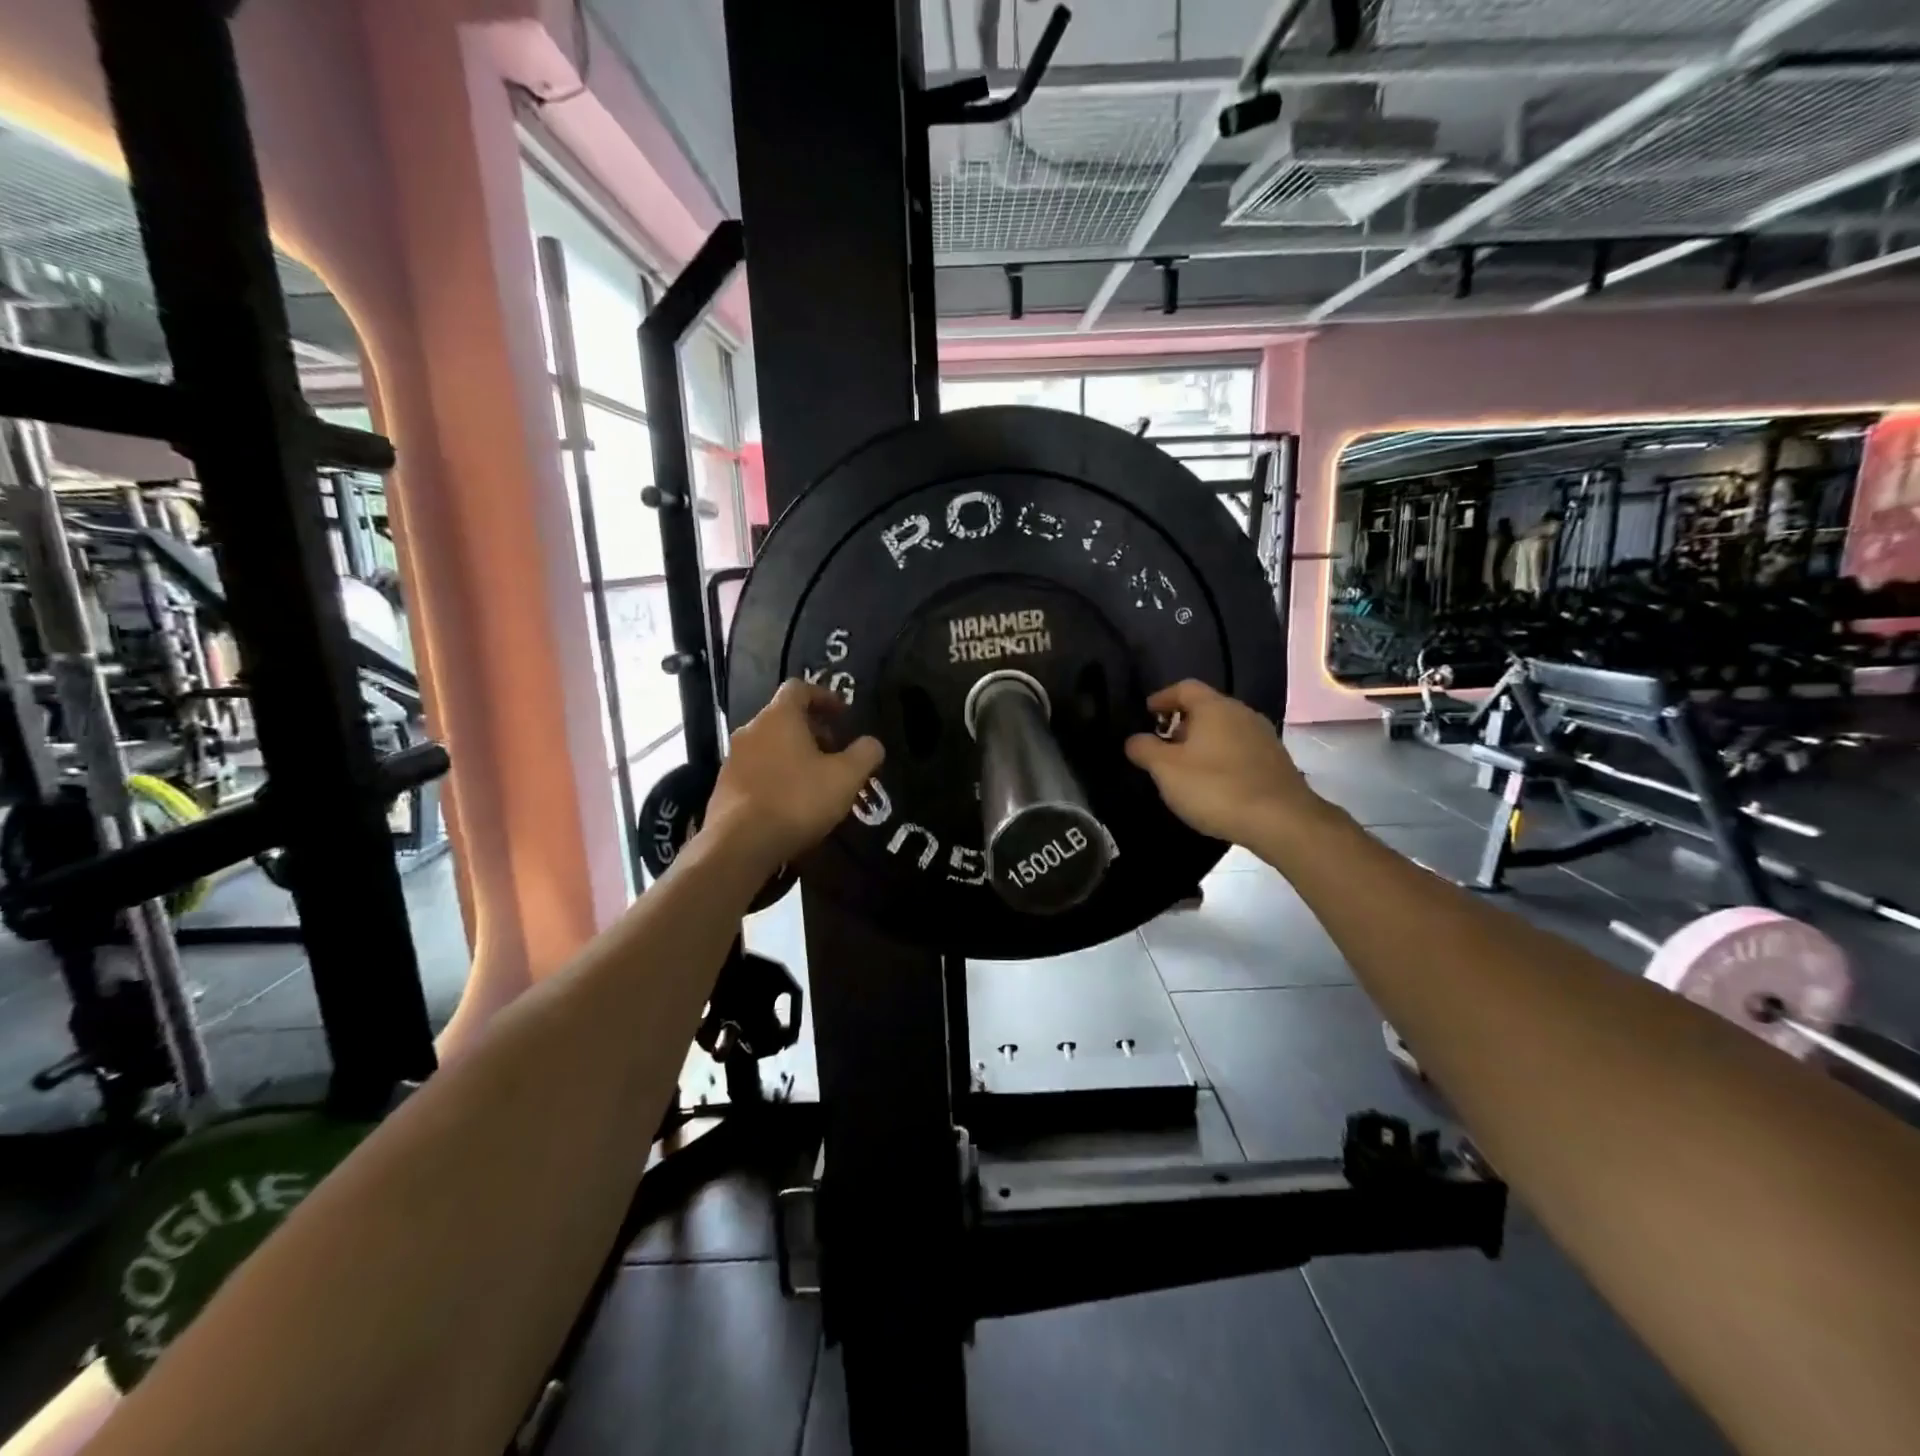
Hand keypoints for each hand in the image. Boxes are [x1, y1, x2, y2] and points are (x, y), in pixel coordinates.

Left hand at [705, 680, 884, 872]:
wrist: (739, 844)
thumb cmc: (796, 800)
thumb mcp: (845, 777)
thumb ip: (864, 755)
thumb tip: (872, 743)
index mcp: (779, 717)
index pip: (799, 688)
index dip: (824, 696)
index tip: (844, 714)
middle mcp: (751, 730)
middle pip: (784, 718)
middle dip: (813, 730)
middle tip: (835, 752)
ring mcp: (733, 759)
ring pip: (769, 745)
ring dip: (794, 755)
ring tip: (816, 781)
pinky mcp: (724, 788)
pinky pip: (757, 771)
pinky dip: (777, 776)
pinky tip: (791, 803)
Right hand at [1124, 680, 1319, 846]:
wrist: (1281, 820)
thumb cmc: (1215, 787)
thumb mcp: (1166, 770)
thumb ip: (1145, 749)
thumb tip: (1134, 739)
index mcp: (1214, 707)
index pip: (1184, 688)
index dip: (1162, 697)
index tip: (1146, 713)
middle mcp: (1242, 713)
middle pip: (1206, 708)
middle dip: (1181, 723)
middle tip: (1161, 744)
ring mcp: (1263, 737)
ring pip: (1224, 730)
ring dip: (1202, 742)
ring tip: (1184, 767)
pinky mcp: (1275, 761)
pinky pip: (1239, 750)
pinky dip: (1221, 758)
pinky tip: (1213, 782)